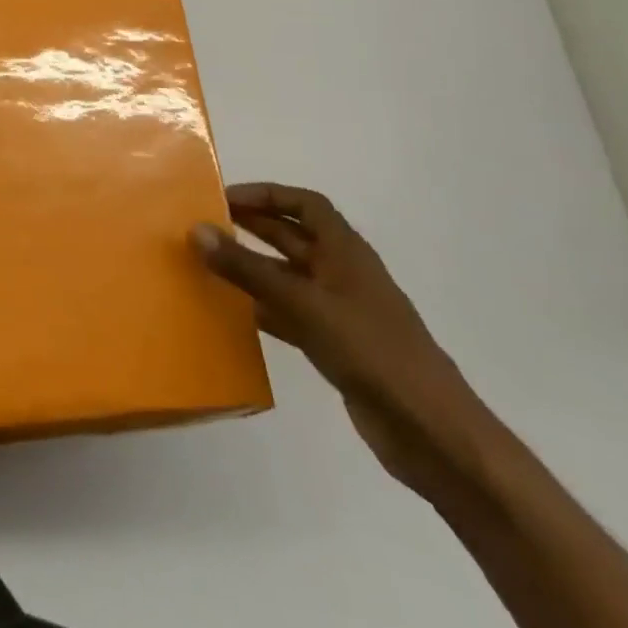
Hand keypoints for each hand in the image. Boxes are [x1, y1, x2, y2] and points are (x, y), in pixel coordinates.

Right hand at [194, 183, 487, 493]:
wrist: (431, 432)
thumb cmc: (371, 351)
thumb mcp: (303, 304)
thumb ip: (248, 269)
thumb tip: (196, 230)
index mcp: (346, 252)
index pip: (305, 204)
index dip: (266, 195)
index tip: (223, 198)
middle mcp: (342, 273)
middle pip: (292, 237)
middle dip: (250, 226)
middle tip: (203, 226)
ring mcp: (339, 311)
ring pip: (286, 276)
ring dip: (250, 268)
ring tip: (206, 266)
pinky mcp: (334, 345)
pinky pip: (288, 313)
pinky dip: (260, 308)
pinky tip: (230, 313)